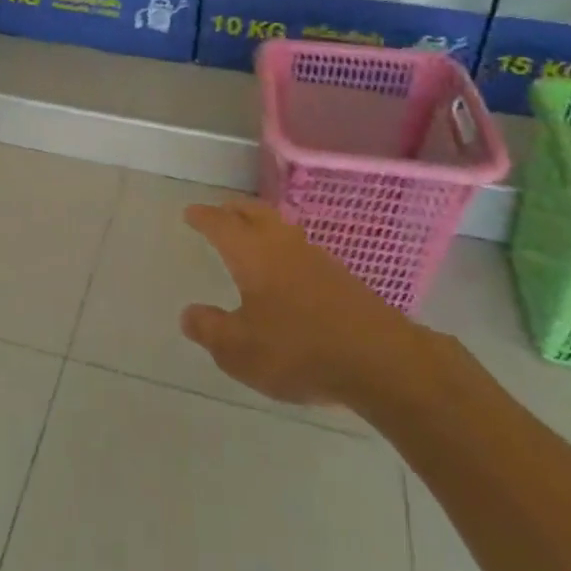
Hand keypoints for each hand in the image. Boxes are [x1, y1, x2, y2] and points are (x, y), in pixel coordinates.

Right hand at [180, 198, 433, 410]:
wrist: (381, 361)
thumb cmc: (299, 350)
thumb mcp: (240, 350)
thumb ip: (210, 330)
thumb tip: (189, 314)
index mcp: (251, 253)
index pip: (220, 224)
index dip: (203, 217)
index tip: (190, 213)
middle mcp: (281, 244)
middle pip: (254, 212)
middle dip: (233, 209)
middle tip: (220, 212)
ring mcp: (315, 257)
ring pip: (280, 226)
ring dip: (261, 224)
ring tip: (250, 236)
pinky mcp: (341, 276)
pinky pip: (300, 248)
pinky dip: (283, 247)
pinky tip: (286, 269)